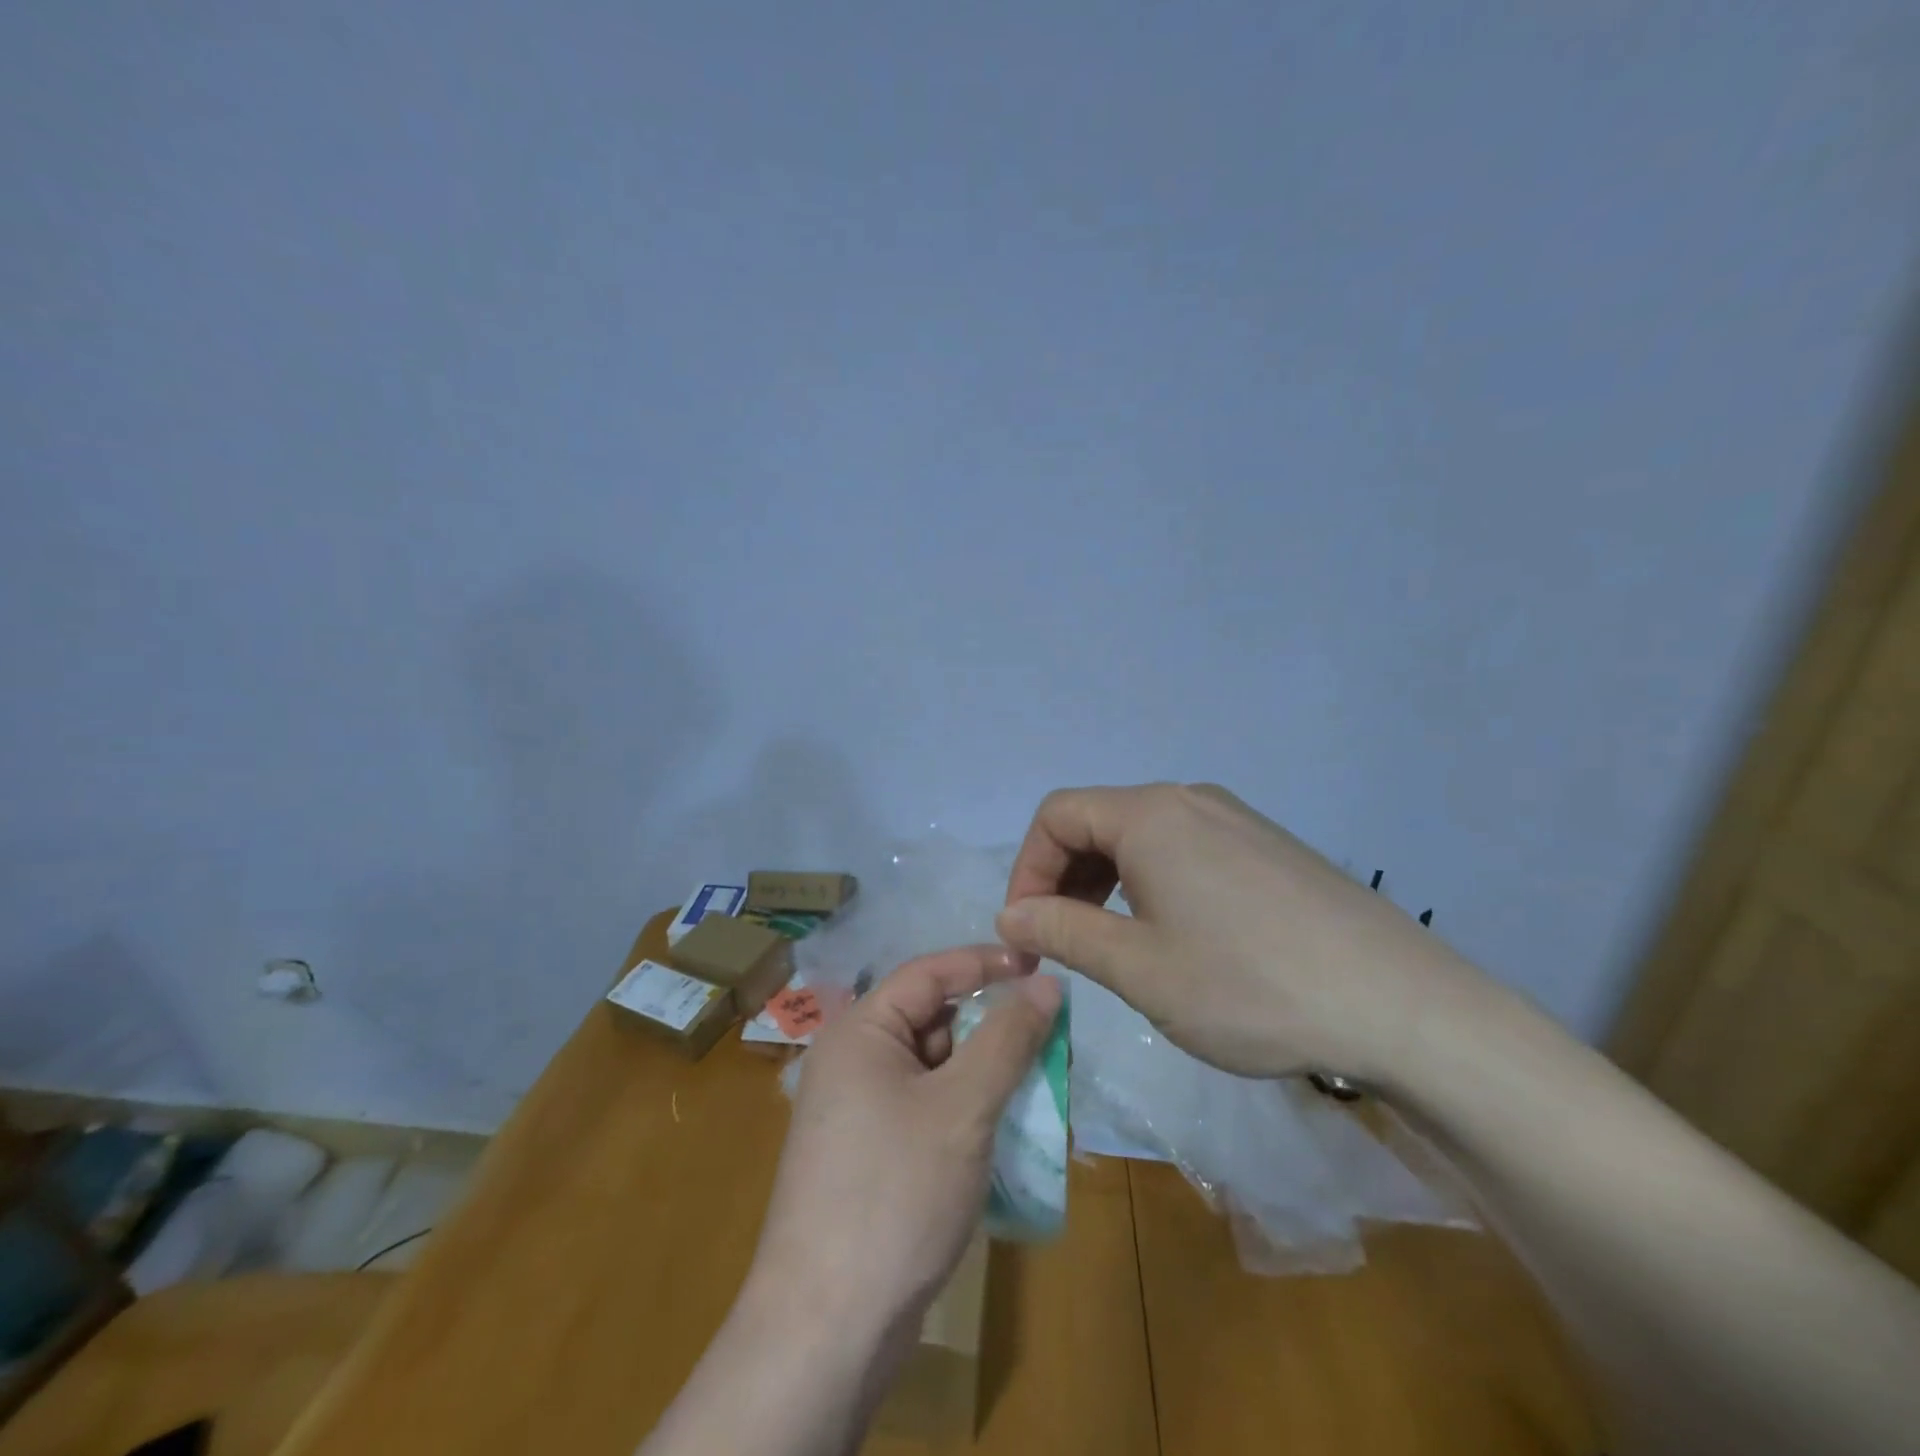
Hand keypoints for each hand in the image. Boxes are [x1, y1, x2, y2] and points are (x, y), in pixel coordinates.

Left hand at [747, 945, 1062, 1346]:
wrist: (826, 1331)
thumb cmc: (894, 1195)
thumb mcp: (963, 1107)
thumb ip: (1007, 1038)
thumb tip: (1046, 982)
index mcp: (860, 1032)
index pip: (929, 973)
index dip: (985, 963)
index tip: (1041, 964)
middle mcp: (853, 1061)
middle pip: (931, 1019)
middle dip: (990, 1024)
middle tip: (1049, 1032)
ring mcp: (858, 1111)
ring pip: (934, 1067)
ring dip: (983, 1070)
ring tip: (1038, 1080)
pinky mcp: (870, 1155)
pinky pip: (926, 1107)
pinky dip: (965, 1108)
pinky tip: (1004, 1127)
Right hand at [995, 782, 1489, 1087]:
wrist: (1402, 1006)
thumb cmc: (1250, 986)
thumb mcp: (1139, 968)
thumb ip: (1064, 932)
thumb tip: (1012, 916)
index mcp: (1150, 815)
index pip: (1057, 816)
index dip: (1027, 869)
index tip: (1027, 932)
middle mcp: (1190, 800)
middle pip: (1098, 820)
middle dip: (1064, 877)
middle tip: (1064, 942)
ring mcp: (1236, 819)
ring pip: (1143, 836)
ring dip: (1108, 882)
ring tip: (1115, 943)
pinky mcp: (1269, 847)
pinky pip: (1187, 849)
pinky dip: (1154, 882)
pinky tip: (1177, 935)